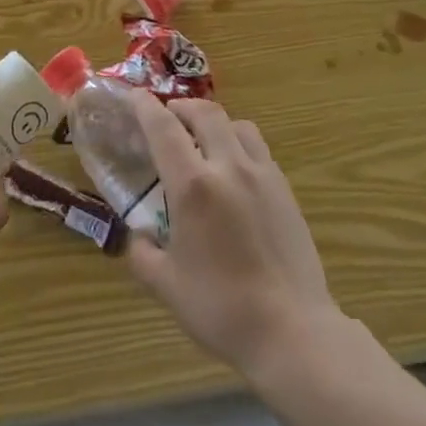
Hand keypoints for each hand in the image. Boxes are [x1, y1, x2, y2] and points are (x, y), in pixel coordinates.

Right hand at [124, 95, 337, 379]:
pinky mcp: (284, 188)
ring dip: (214, 122)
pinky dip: (238, 143)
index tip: (133, 96)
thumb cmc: (221, 308)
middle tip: (166, 117)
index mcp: (193, 186)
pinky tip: (233, 170)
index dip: (145, 106)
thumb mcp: (166, 285)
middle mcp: (228, 167)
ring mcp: (262, 174)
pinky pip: (257, 148)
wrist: (291, 329)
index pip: (164, 128)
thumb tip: (137, 237)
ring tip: (202, 140)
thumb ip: (142, 254)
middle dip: (181, 107)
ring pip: (237, 125)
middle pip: (205, 113)